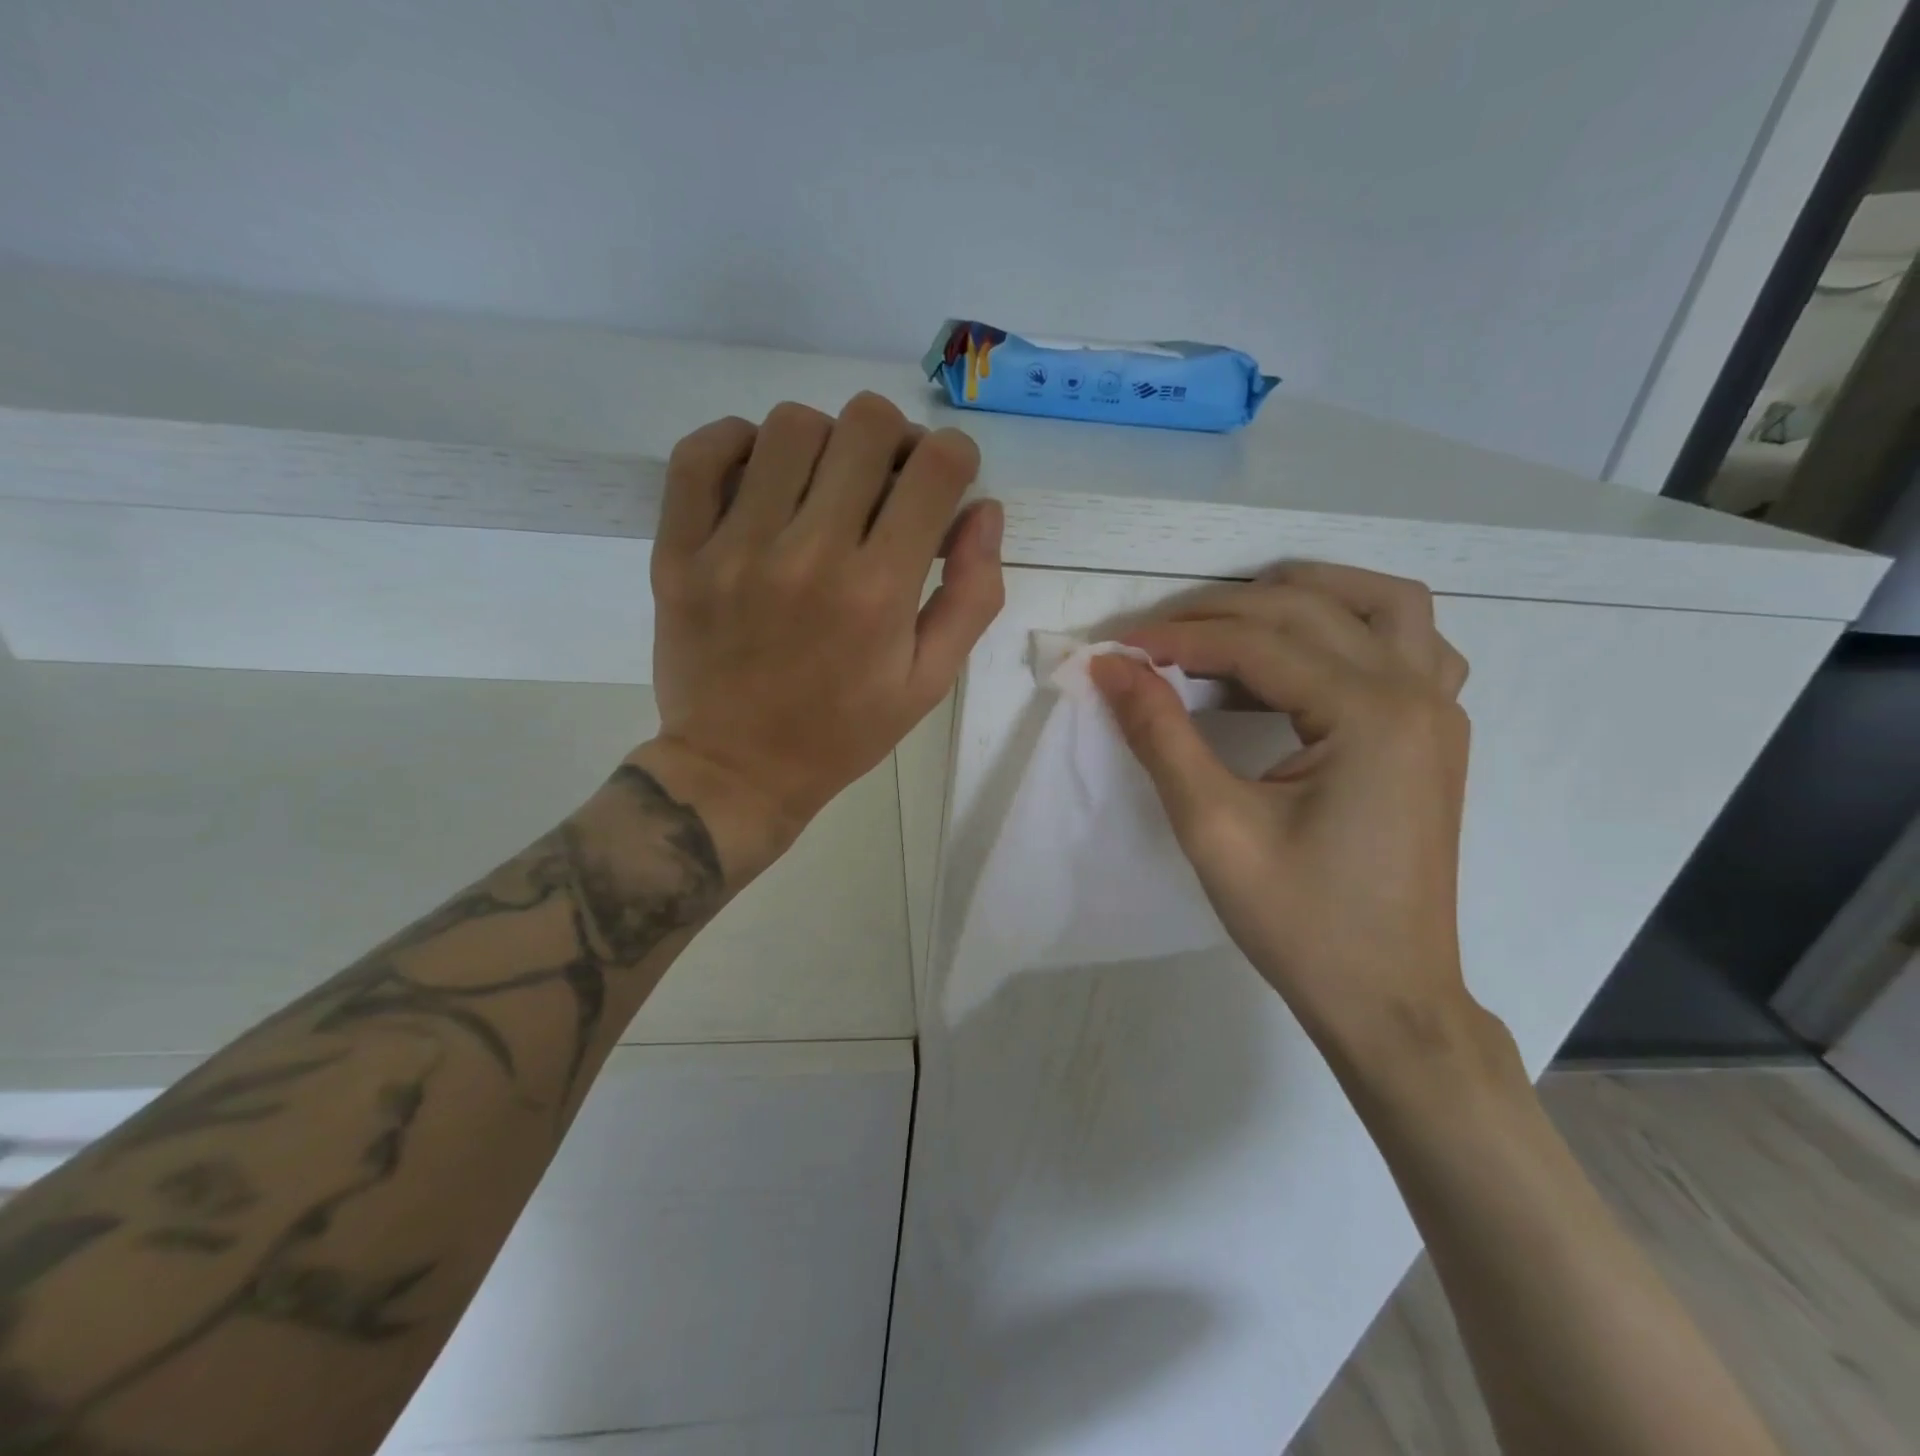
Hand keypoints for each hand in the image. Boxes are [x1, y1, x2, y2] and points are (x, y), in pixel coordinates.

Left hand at [635, 394, 1004, 880]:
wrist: (738, 771)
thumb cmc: (844, 732)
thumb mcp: (929, 682)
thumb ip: (971, 596)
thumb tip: (985, 510)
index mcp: (879, 591)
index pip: (937, 467)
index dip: (955, 457)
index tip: (945, 482)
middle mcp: (810, 554)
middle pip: (867, 424)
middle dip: (896, 441)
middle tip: (887, 482)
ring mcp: (734, 548)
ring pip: (790, 426)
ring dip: (824, 441)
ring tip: (823, 486)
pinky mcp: (679, 552)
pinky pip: (700, 454)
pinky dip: (737, 443)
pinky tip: (760, 474)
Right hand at [1089, 564, 1478, 1062]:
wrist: (1388, 999)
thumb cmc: (1301, 923)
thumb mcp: (1213, 828)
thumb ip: (1160, 734)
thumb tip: (1110, 667)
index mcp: (1371, 716)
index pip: (1259, 644)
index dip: (1179, 638)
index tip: (1117, 648)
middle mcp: (1417, 694)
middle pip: (1311, 611)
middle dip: (1222, 613)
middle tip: (1155, 638)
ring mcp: (1440, 712)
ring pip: (1384, 605)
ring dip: (1307, 595)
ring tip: (1235, 616)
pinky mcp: (1437, 735)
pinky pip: (1412, 646)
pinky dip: (1357, 628)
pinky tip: (1309, 657)